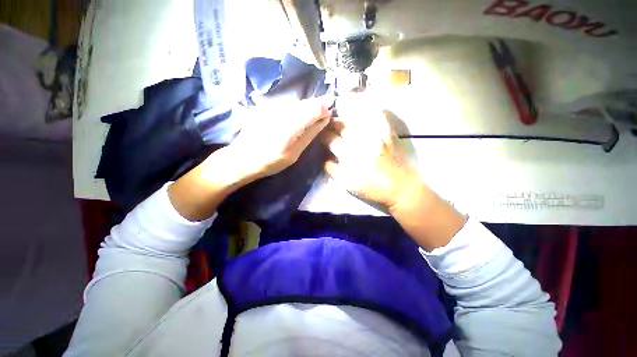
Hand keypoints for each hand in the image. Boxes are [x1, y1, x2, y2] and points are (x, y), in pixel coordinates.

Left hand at [227, 97, 330, 180]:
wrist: (243, 157)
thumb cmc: (271, 160)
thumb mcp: (295, 153)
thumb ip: (310, 133)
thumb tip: (324, 119)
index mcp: (291, 123)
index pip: (317, 106)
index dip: (324, 112)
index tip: (323, 123)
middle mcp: (283, 109)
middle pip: (308, 102)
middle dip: (315, 112)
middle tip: (312, 127)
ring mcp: (273, 105)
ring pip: (298, 102)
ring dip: (304, 112)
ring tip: (299, 128)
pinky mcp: (266, 105)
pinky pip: (288, 105)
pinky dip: (294, 112)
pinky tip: (287, 125)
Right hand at [320, 94, 420, 210]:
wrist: (401, 189)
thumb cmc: (373, 189)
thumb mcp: (349, 185)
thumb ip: (333, 170)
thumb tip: (324, 158)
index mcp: (351, 156)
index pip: (331, 139)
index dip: (322, 135)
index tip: (320, 135)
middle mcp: (362, 141)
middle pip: (342, 125)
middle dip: (332, 123)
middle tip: (328, 124)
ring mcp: (377, 134)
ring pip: (357, 116)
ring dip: (346, 113)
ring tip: (341, 113)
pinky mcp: (390, 132)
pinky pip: (379, 115)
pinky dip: (369, 109)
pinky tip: (363, 108)